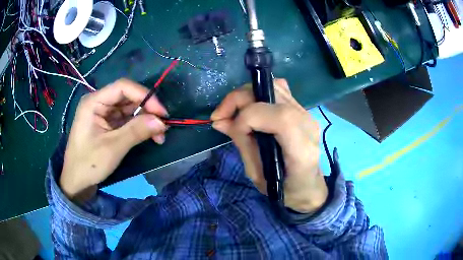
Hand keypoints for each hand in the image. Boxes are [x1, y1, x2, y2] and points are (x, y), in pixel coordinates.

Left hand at [60, 79, 167, 202]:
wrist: (77, 182)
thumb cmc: (89, 164)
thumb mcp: (113, 148)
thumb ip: (136, 131)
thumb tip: (162, 122)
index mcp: (94, 102)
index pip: (123, 87)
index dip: (144, 95)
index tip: (161, 112)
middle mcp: (99, 103)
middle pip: (128, 97)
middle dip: (147, 110)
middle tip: (163, 126)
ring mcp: (103, 114)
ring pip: (130, 109)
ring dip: (145, 120)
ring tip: (159, 135)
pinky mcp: (108, 125)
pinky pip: (127, 120)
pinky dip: (139, 127)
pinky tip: (150, 136)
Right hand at [211, 79, 327, 213]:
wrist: (308, 186)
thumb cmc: (284, 189)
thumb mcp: (258, 175)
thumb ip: (242, 144)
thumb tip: (220, 121)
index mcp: (302, 150)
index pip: (278, 117)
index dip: (248, 118)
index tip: (230, 130)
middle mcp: (308, 125)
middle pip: (273, 95)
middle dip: (239, 100)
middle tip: (220, 116)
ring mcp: (307, 114)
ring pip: (274, 86)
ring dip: (246, 95)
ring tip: (233, 112)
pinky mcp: (302, 110)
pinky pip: (279, 89)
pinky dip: (259, 94)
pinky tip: (251, 108)